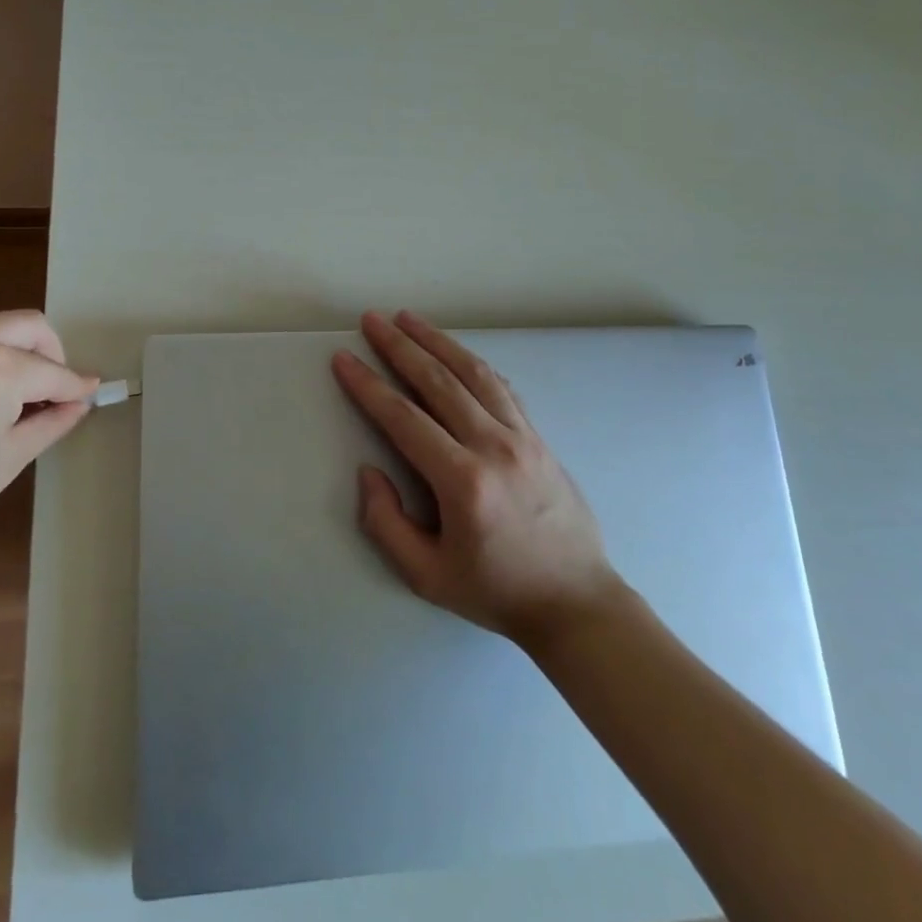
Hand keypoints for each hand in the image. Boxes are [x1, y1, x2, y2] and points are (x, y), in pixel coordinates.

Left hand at [0, 310, 96, 581]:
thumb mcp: (7, 461)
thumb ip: (51, 421)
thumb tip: (80, 401)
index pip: (51, 370)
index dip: (74, 385)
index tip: (87, 392)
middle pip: (25, 325)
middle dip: (48, 353)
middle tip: (48, 390)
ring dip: (6, 350)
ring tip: (2, 394)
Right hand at [332, 310, 626, 648]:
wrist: (576, 602)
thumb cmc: (496, 591)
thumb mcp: (427, 576)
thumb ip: (386, 524)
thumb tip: (369, 472)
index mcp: (463, 482)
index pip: (404, 418)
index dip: (369, 385)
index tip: (345, 358)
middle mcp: (494, 446)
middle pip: (439, 381)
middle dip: (400, 346)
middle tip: (372, 320)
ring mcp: (522, 437)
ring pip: (473, 373)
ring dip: (437, 341)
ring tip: (408, 319)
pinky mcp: (539, 437)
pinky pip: (501, 387)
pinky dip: (472, 363)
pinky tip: (455, 352)